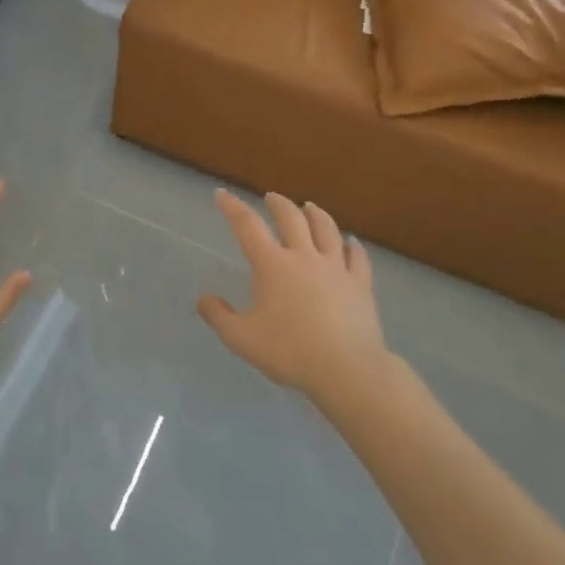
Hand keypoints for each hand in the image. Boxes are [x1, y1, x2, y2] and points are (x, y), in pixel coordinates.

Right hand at [197, 190, 391, 400]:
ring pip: (327, 230)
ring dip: (316, 214)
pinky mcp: (360, 285)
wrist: (346, 369)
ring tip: (310, 206)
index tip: (222, 194)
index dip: (232, 207)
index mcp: (272, 265)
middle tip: (271, 197)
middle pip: (291, 218)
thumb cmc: (288, 351)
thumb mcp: (240, 338)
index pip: (247, 226)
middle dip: (278, 204)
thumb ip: (218, 316)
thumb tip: (203, 299)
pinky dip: (353, 247)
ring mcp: (336, 269)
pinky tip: (352, 243)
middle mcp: (304, 257)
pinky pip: (358, 258)